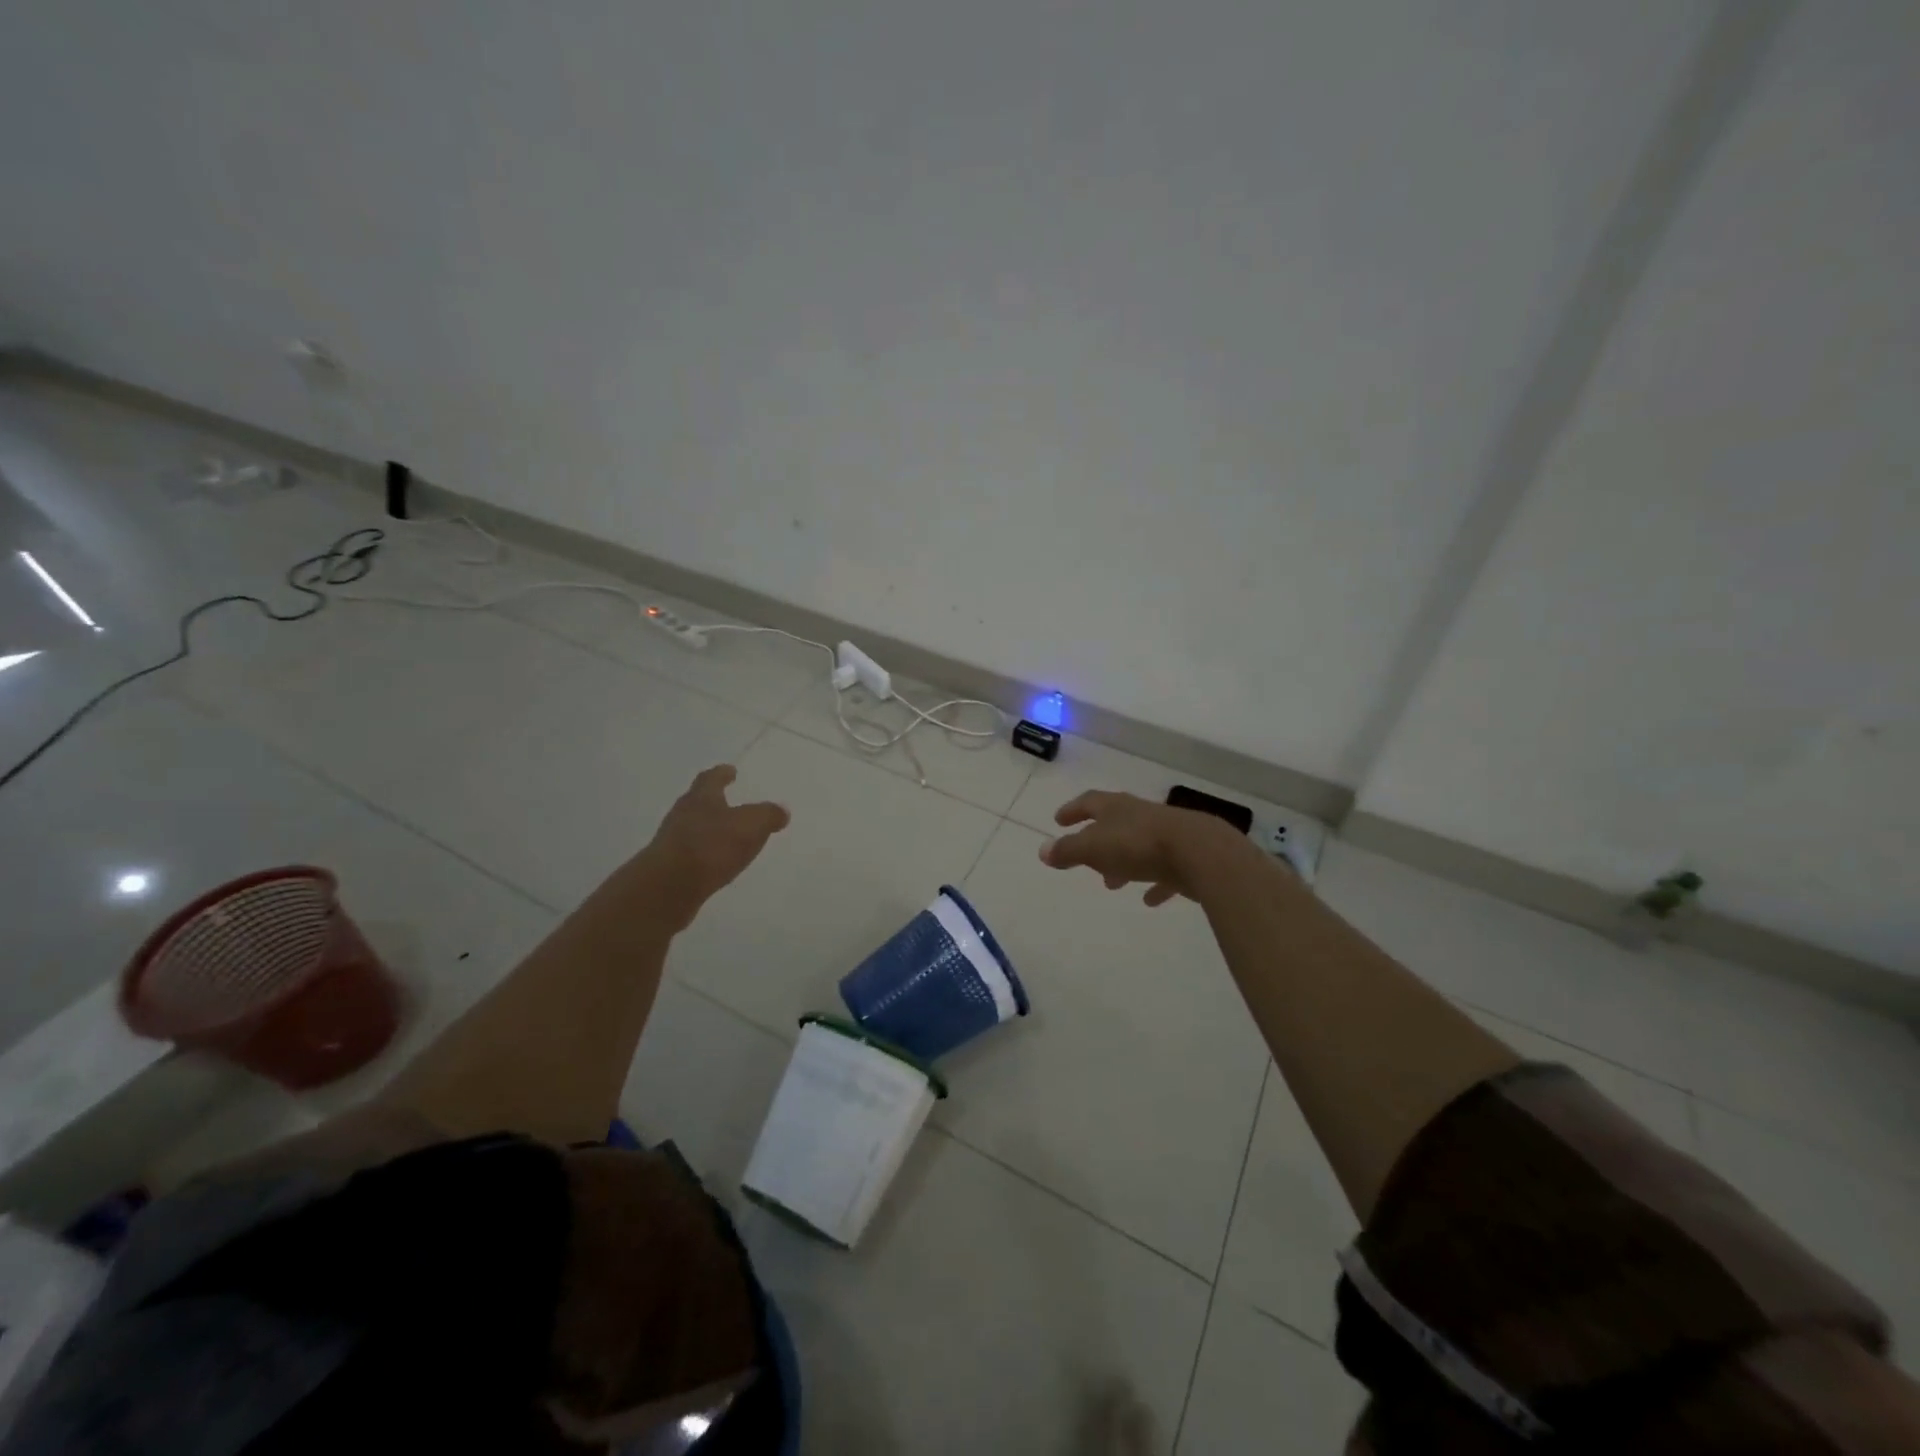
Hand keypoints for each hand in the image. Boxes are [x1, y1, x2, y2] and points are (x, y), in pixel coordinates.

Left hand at [635, 765, 790, 928]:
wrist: (668, 887)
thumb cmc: (711, 846)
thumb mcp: (751, 824)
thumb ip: (768, 815)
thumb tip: (781, 811)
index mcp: (701, 797)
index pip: (711, 778)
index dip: (722, 774)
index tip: (730, 770)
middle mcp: (683, 814)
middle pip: (699, 802)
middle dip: (715, 802)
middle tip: (731, 802)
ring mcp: (672, 842)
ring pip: (694, 829)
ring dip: (710, 830)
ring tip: (729, 836)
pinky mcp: (670, 868)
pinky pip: (693, 855)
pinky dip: (706, 855)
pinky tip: (717, 864)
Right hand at [1038, 790, 1248, 906]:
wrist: (1200, 853)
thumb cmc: (1139, 845)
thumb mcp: (1094, 848)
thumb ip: (1068, 851)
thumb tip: (1042, 850)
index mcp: (1116, 808)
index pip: (1089, 803)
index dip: (1073, 810)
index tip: (1058, 820)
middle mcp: (1141, 815)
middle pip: (1114, 824)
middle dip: (1097, 840)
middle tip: (1084, 858)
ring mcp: (1167, 835)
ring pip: (1138, 846)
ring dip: (1123, 863)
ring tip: (1112, 883)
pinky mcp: (1187, 857)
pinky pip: (1165, 870)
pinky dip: (1154, 882)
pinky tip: (1149, 899)